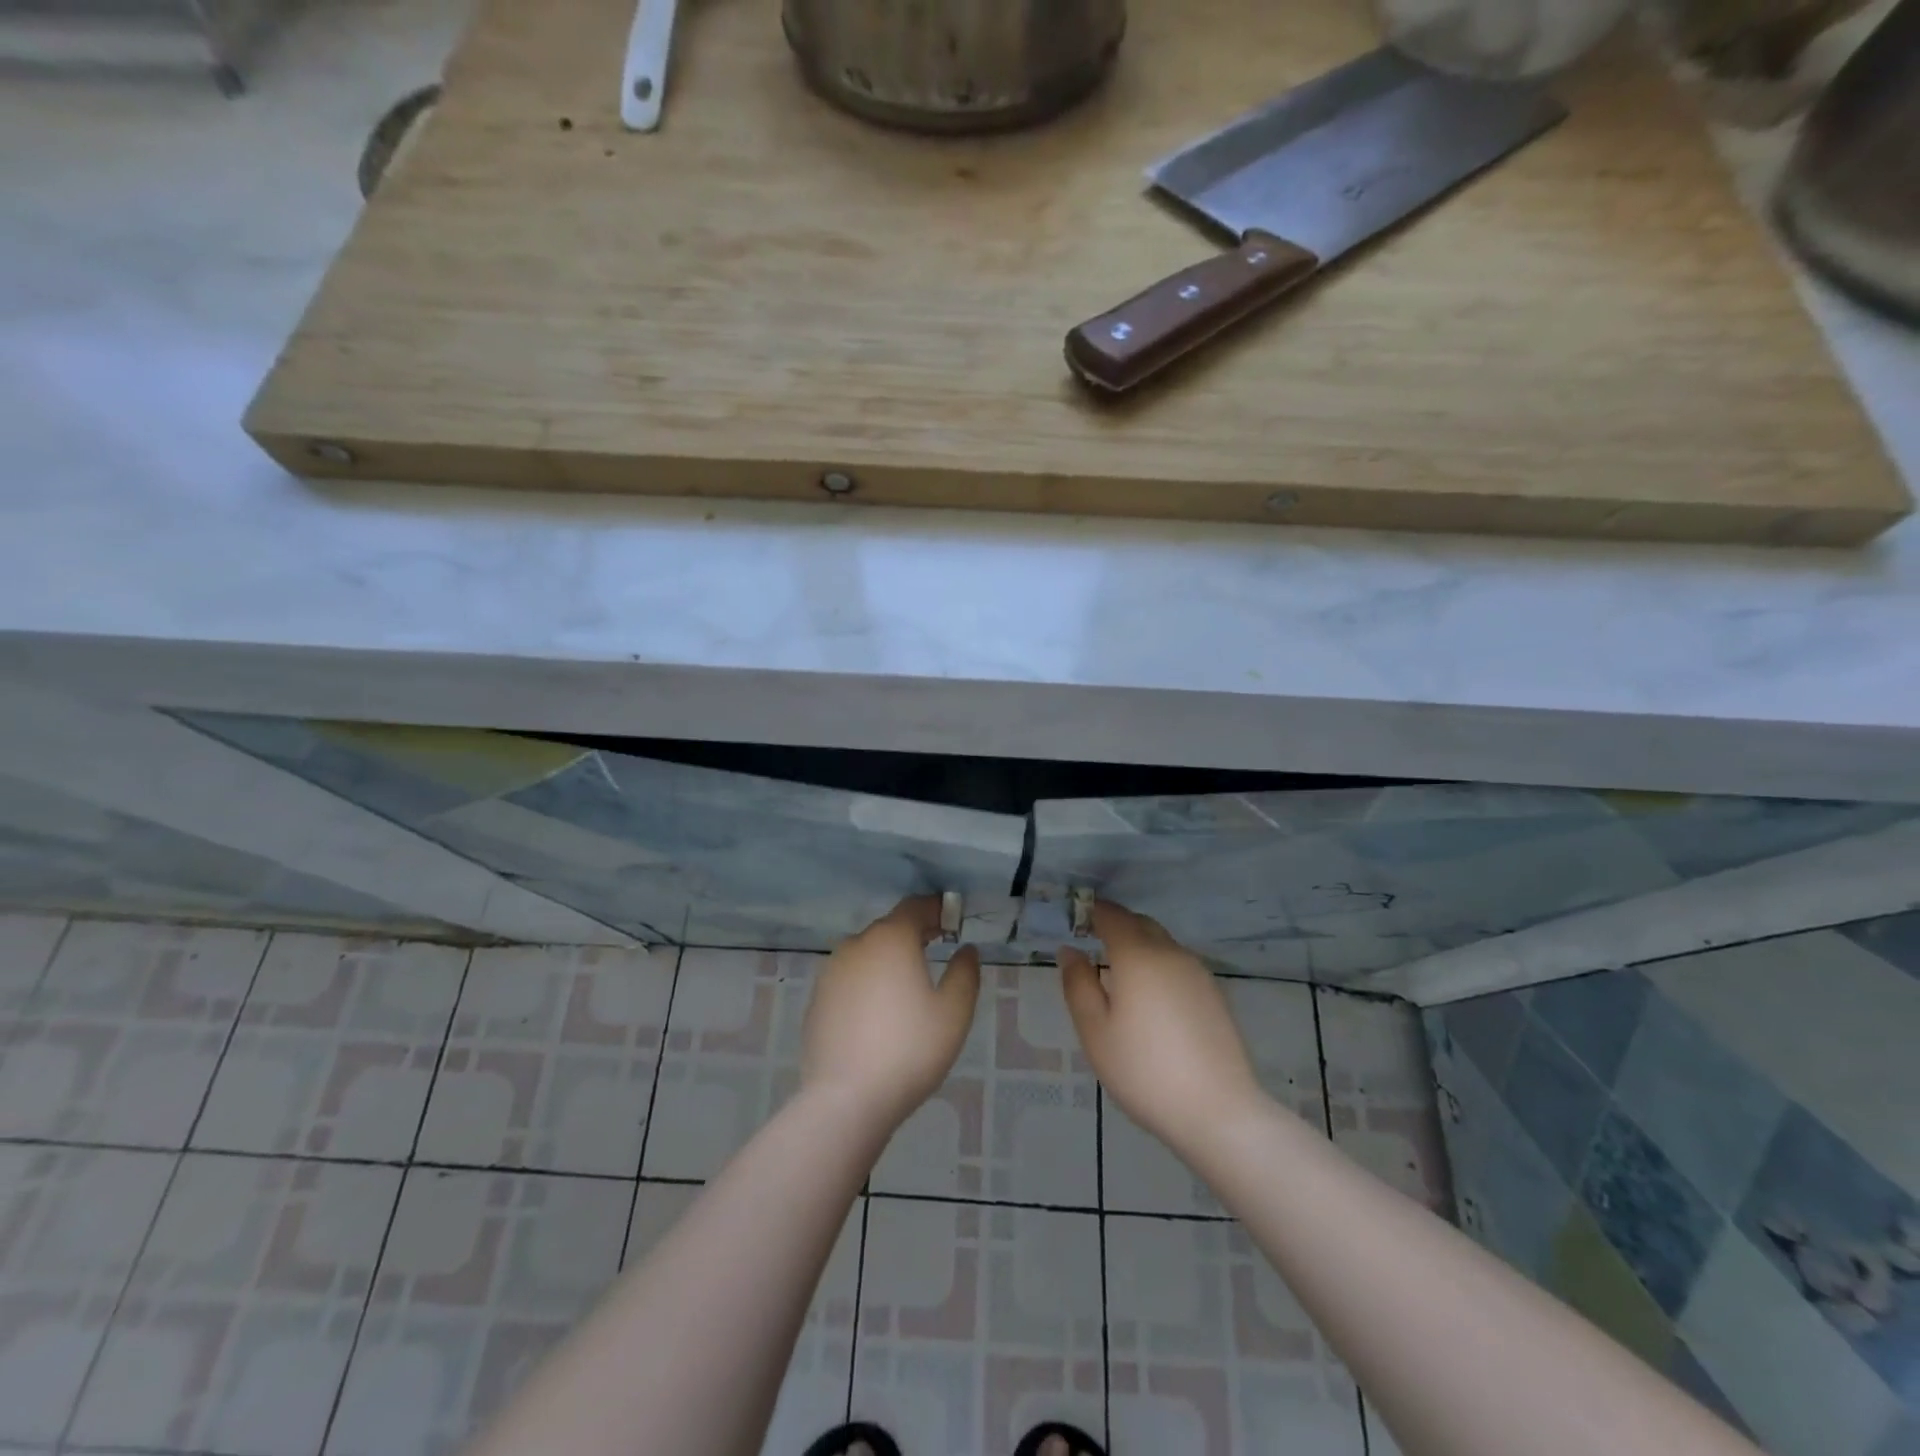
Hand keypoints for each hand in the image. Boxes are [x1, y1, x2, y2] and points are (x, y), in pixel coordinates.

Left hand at [800, 896, 981, 1129]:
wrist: (846, 1099)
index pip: (915, 907)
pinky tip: (877, 1013)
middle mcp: (857, 945)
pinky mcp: (817, 1000)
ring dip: (887, 959)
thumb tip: (965, 950)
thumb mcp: (954, 1012)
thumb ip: (964, 973)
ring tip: (907, 984)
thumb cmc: (909, 1049)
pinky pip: (849, 979)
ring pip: (866, 954)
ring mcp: (831, 972)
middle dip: (913, 934)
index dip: (936, 909)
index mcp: (891, 938)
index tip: (952, 921)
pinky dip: (866, 984)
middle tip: (936, 948)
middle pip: (889, 928)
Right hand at [1060, 901, 1266, 1153]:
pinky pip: (1178, 965)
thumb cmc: (1144, 1070)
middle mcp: (1170, 953)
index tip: (1077, 920)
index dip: (1093, 912)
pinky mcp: (1214, 995)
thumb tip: (1070, 950)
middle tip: (1094, 944)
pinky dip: (1159, 966)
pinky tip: (1152, 1000)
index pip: (1113, 915)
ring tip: (1121, 976)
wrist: (1218, 1111)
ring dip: (1140, 946)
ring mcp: (1198, 973)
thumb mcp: (1095, 1031)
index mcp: (1138, 955)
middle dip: (1116, 926)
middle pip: (1140, 924)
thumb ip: (1078, 984)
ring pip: (1162, 943)